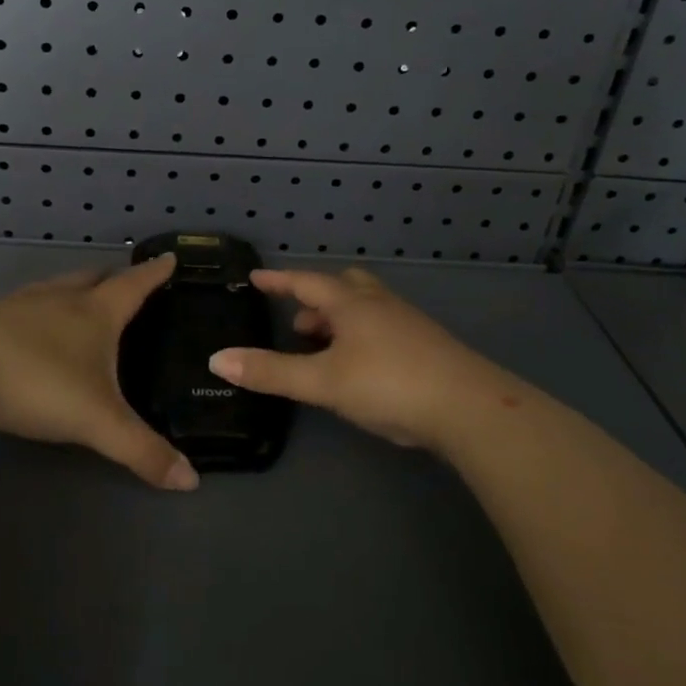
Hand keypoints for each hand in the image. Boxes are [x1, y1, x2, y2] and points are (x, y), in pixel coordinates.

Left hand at [0, 255, 197, 490]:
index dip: (155, 274)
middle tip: (124, 280)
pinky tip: (27, 328)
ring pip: (54, 288)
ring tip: (78, 298)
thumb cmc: (38, 384)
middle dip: (112, 277)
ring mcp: (18, 305)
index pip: (134, 286)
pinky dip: (35, 310)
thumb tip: (191, 481)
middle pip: (92, 278)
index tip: (169, 259)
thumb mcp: (99, 422)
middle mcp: (59, 300)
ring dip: (71, 289)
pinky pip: (20, 307)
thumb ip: (143, 451)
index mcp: (95, 314)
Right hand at [207, 268, 522, 456]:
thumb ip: (271, 371)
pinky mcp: (427, 346)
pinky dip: (362, 337)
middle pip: (342, 287)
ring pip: (366, 309)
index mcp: (351, 303)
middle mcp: (380, 305)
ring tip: (323, 350)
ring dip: (339, 321)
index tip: (256, 277)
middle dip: (315, 301)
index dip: (279, 280)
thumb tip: (217, 359)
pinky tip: (362, 368)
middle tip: (298, 324)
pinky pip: (383, 328)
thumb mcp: (322, 381)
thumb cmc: (388, 384)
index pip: (306, 282)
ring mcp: (408, 324)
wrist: (469, 407)